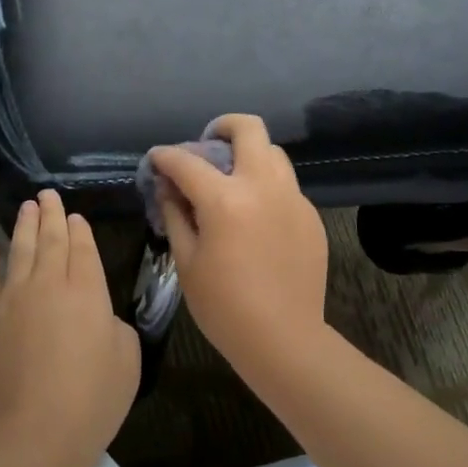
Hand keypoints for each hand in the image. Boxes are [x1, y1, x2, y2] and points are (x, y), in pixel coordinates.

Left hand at [0, 189, 139, 463]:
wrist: (31, 435)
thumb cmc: (90, 401)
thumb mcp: (128, 361)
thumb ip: (116, 328)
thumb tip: (99, 318)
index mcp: (87, 290)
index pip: (82, 248)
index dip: (79, 229)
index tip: (74, 215)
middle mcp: (47, 283)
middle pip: (49, 240)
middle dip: (50, 215)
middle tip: (47, 195)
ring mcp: (10, 298)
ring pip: (18, 251)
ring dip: (23, 226)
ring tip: (26, 207)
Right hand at [146, 114, 329, 375]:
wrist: (284, 340)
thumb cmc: (224, 306)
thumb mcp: (187, 261)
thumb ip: (176, 214)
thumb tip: (169, 188)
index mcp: (225, 199)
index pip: (188, 161)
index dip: (166, 156)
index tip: (157, 159)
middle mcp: (263, 187)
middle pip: (249, 129)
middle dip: (223, 126)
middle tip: (208, 144)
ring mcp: (293, 199)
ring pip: (273, 153)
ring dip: (249, 154)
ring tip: (232, 178)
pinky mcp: (310, 216)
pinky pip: (286, 185)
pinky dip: (266, 186)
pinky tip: (255, 215)